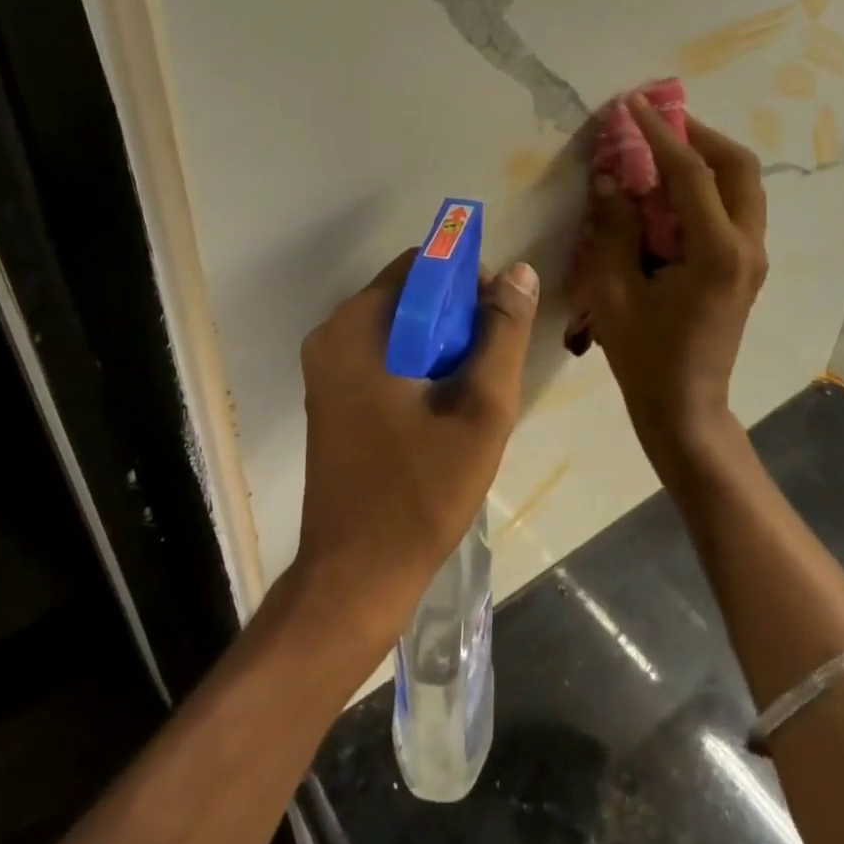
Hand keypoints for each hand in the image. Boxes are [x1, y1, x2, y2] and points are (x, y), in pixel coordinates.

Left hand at [294, 250, 540, 646]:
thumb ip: (502, 334)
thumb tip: (518, 271)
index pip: (422, 267)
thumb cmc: (420, 493)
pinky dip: (417, 368)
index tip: (498, 324)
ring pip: (399, 329)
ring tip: (470, 396)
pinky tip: (442, 412)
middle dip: (456, 320)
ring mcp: (325, 368)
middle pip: (409, 297)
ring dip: (440, 347)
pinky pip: (382, 358)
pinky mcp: (330, 397)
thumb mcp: (480, 409)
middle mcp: (331, 336)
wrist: (355, 577)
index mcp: (357, 328)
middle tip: (489, 369)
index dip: (468, 282)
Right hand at [572, 95, 767, 453]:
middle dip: (698, 134)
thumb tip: (610, 178)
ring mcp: (753, 257)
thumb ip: (613, 228)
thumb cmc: (644, 356)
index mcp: (716, 252)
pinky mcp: (746, 266)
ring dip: (706, 158)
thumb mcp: (613, 291)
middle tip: (656, 124)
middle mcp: (747, 246)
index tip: (632, 105)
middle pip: (738, 166)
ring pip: (743, 184)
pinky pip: (734, 207)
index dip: (659, 134)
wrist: (685, 408)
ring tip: (661, 150)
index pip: (690, 173)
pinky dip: (707, 186)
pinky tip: (670, 192)